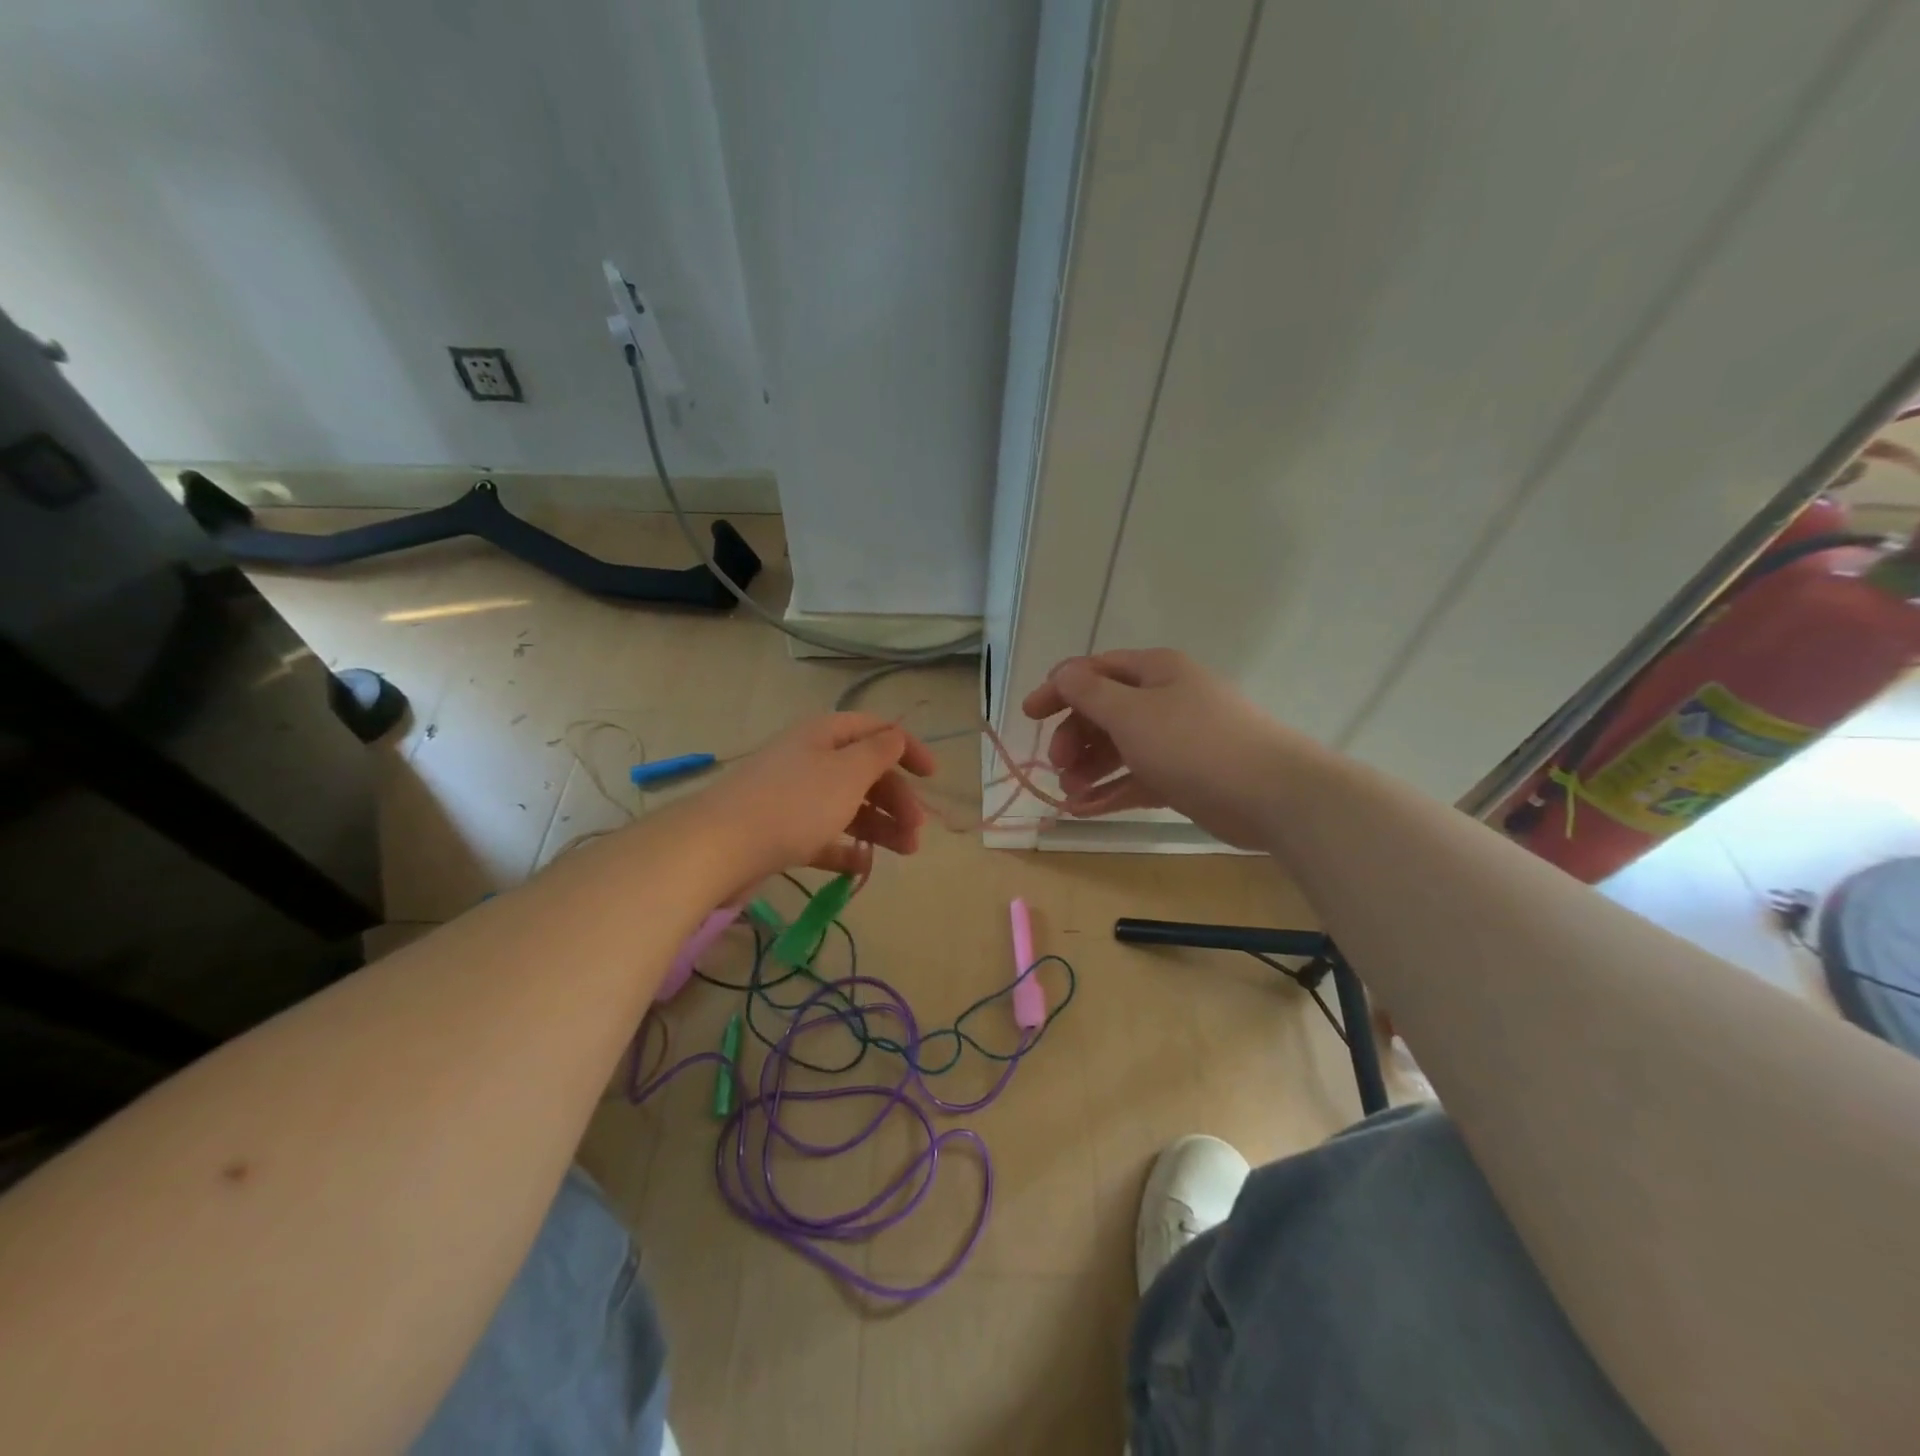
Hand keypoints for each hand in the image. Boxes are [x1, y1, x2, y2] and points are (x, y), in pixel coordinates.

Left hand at [699, 713, 936, 881]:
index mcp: (824, 735)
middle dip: (897, 799)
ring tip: (904, 853)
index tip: (933, 777)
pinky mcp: (780, 832)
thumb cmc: (794, 803)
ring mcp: (793, 797)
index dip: (908, 748)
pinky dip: (845, 848)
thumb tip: (896, 734)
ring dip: (880, 826)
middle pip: (864, 772)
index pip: (875, 730)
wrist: (720, 847)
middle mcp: (809, 760)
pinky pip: (823, 836)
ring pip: (847, 806)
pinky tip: (863, 866)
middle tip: (917, 832)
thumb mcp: (847, 772)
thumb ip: (878, 752)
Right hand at [1021, 648, 1301, 849]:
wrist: (1272, 794)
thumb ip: (1089, 693)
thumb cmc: (1193, 743)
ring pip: (1119, 748)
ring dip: (1089, 768)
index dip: (1058, 689)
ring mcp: (1176, 739)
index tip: (1029, 716)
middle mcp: (1165, 699)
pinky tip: (1083, 809)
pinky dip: (1110, 791)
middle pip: (1104, 711)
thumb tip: (1063, 673)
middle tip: (1058, 765)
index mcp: (1154, 672)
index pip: (1095, 671)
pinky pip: (1136, 778)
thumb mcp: (1131, 713)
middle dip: (1075, 737)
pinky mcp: (1184, 776)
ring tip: (1069, 793)